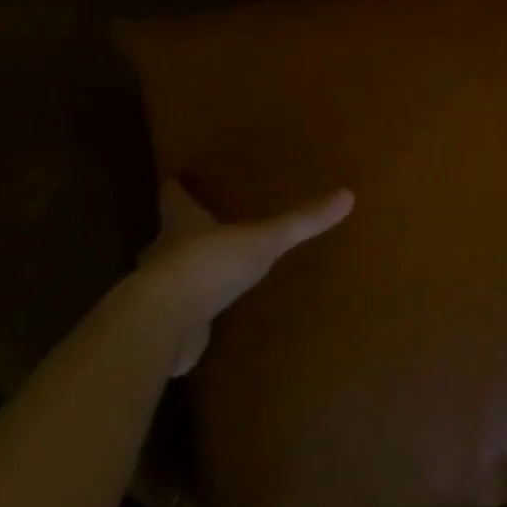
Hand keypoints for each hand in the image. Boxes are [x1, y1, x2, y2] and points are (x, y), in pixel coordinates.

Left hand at [133, 179, 353, 374]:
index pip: (174, 198)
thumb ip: (301, 222)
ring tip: (208, 272)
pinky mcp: (162, 325)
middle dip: (182, 232)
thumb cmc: (209, 265)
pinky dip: (186, 313)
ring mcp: (159, 291)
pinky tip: (202, 319)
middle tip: (202, 228)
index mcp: (182, 223)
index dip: (176, 190)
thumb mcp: (264, 240)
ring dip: (183, 272)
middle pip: (168, 235)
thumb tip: (348, 195)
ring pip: (168, 275)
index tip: (176, 181)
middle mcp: (163, 252)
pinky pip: (177, 314)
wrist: (163, 323)